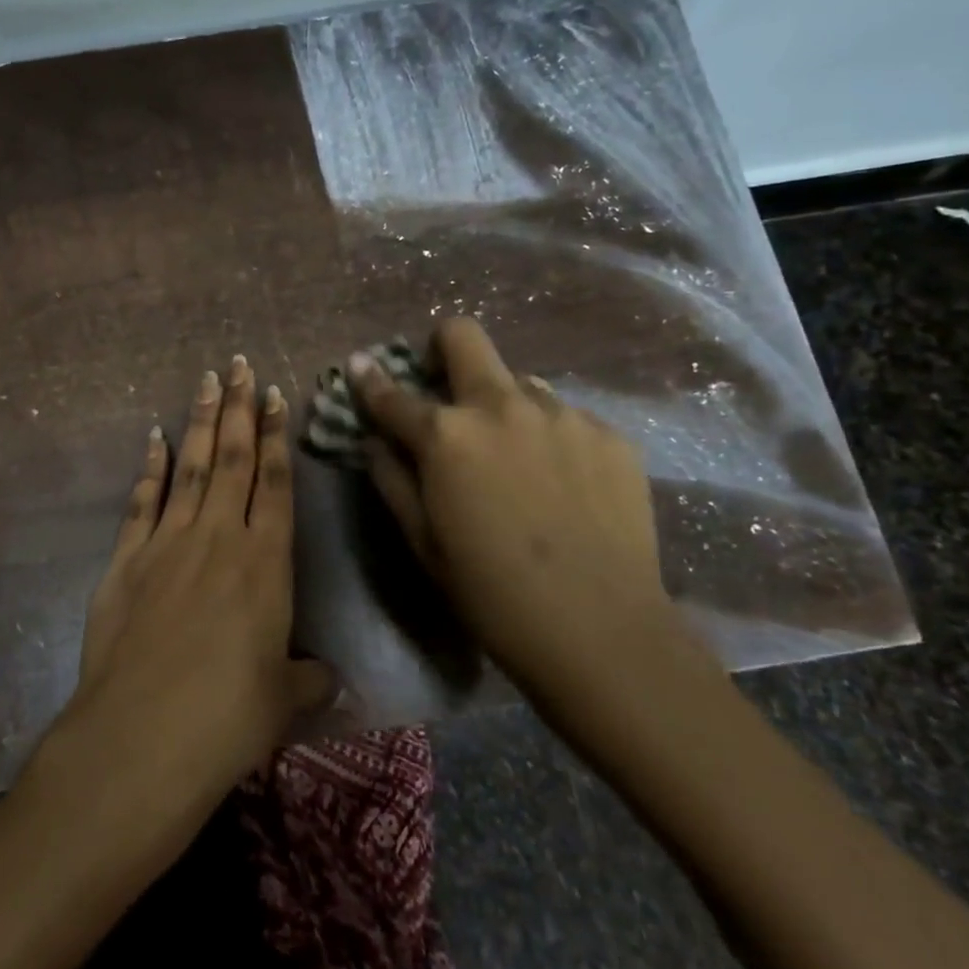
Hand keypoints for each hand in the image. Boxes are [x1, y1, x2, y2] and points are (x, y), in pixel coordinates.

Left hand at [51, 356, 334, 838]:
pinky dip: (149, 467)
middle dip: (238, 408)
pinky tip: (154, 438)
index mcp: (265, 563)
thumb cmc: (228, 718)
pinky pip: (142, 500)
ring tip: (206, 381)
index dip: (277, 436)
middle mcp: (218, 538)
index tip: (275, 394)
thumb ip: (309, 679)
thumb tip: (328, 679)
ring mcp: (167, 543)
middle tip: (238, 364)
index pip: (275, 483)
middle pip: (233, 459)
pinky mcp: (126, 560)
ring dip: (200, 422)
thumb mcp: (284, 701)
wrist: (142, 736)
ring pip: (191, 467)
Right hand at [348, 318, 675, 702]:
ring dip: (502, 405)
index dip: (369, 379)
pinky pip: (565, 416)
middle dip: (441, 347)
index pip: (393, 394)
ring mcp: (562, 414)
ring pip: (520, 382)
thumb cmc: (491, 594)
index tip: (360, 366)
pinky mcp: (608, 434)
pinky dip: (548, 436)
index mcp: (447, 436)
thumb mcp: (423, 542)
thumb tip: (374, 441)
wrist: (601, 631)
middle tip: (443, 383)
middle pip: (464, 337)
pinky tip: (560, 484)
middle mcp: (502, 407)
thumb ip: (392, 479)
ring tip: (514, 457)